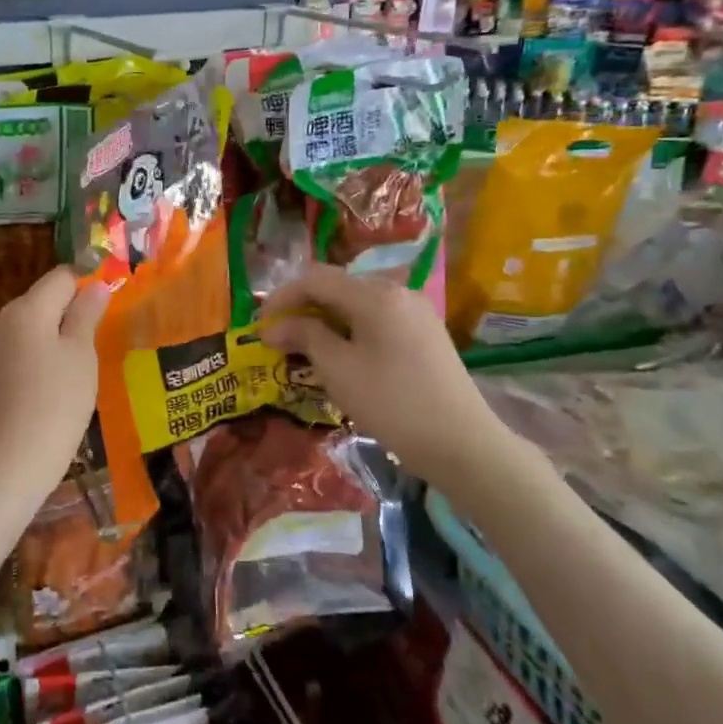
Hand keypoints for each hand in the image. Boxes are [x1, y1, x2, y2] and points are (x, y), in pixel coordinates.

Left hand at [0, 266, 108, 499]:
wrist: (9, 463)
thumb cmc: (56, 404)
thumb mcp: (81, 355)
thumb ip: (87, 314)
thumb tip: (95, 285)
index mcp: (26, 308)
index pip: (61, 277)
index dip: (87, 286)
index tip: (107, 312)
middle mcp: (1, 319)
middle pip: (43, 300)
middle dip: (70, 314)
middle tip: (96, 346)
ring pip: (30, 328)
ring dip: (54, 338)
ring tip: (76, 372)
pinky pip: (17, 351)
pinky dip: (37, 359)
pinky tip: (51, 388)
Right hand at [259, 265, 504, 474]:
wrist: (462, 444)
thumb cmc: (392, 404)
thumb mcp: (338, 369)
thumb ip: (304, 337)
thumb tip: (274, 327)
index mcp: (376, 295)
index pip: (316, 279)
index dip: (282, 297)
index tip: (260, 326)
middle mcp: (398, 292)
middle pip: (338, 287)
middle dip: (303, 309)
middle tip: (279, 339)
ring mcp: (416, 312)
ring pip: (358, 305)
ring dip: (326, 321)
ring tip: (305, 350)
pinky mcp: (426, 334)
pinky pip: (377, 320)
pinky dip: (350, 331)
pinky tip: (341, 357)